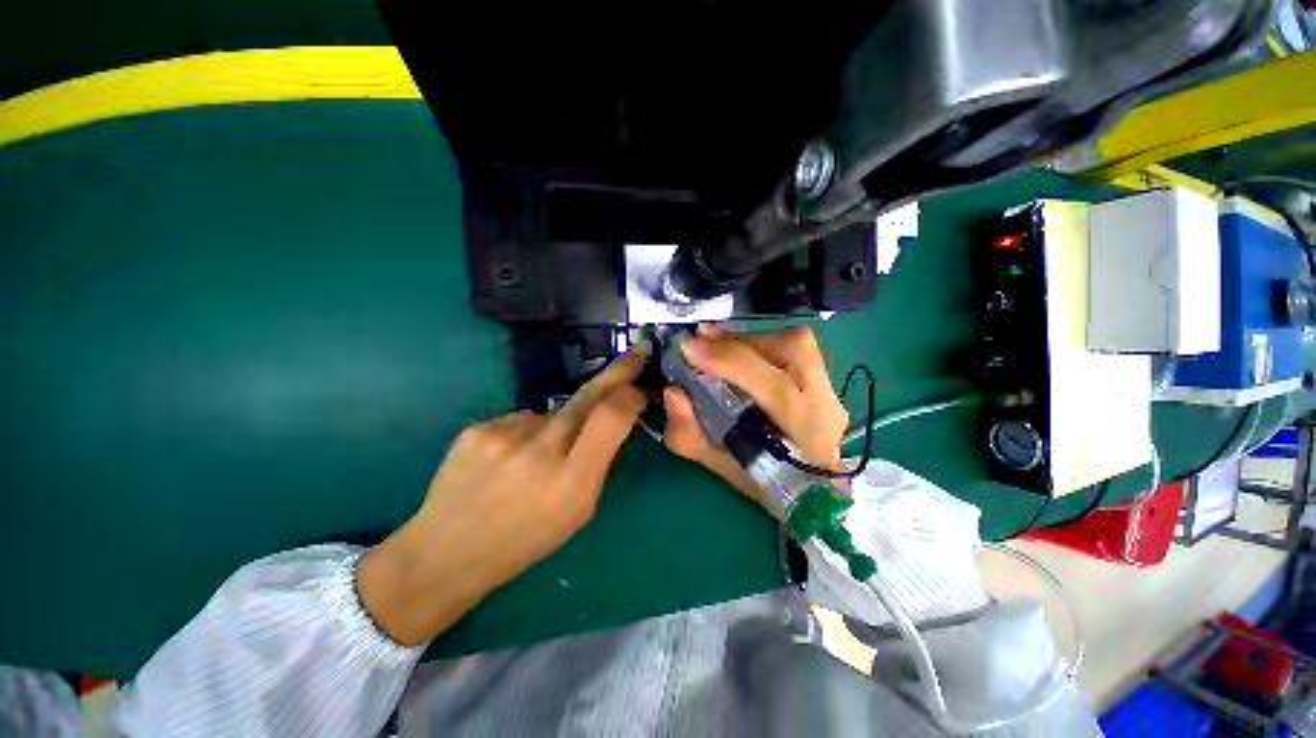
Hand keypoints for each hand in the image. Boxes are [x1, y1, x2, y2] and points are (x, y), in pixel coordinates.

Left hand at [358, 346, 647, 644]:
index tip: (641, 384)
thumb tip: (614, 419)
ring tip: (535, 457)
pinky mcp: (477, 427)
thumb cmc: (524, 541)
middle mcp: (538, 450)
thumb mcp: (578, 512)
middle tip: (637, 353)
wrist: (445, 554)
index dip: (631, 393)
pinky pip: (521, 418)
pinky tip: (507, 458)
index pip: (611, 417)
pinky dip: (526, 432)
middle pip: (588, 395)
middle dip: (618, 372)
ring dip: (558, 425)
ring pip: (552, 412)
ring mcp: (502, 434)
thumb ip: (598, 462)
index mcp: (570, 482)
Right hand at [663, 326, 848, 513]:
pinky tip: (731, 348)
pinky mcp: (823, 373)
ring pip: (791, 342)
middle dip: (737, 343)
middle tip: (698, 339)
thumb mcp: (720, 466)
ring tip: (712, 343)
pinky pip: (789, 343)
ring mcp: (830, 387)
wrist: (811, 484)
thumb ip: (690, 434)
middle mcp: (827, 405)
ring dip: (745, 340)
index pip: (777, 389)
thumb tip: (672, 391)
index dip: (732, 362)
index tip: (690, 349)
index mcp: (808, 438)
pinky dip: (754, 342)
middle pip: (792, 352)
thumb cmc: (765, 480)